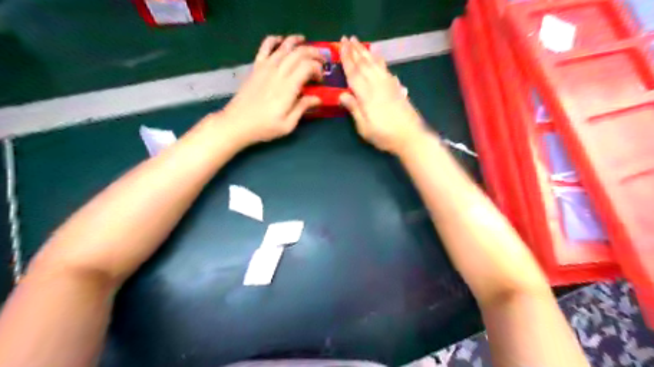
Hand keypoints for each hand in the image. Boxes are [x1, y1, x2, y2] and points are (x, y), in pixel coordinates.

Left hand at [218, 36, 322, 145]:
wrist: (237, 123)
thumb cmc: (264, 127)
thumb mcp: (288, 124)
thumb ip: (303, 108)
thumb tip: (318, 98)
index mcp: (288, 87)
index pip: (308, 66)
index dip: (318, 69)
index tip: (320, 80)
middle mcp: (278, 72)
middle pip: (299, 53)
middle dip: (314, 54)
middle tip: (321, 62)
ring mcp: (266, 67)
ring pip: (285, 46)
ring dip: (299, 42)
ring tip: (307, 44)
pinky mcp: (256, 67)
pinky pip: (266, 46)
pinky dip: (275, 40)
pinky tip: (281, 41)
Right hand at [340, 36, 427, 153]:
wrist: (411, 136)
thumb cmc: (384, 135)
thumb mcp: (364, 127)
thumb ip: (354, 109)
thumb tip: (341, 94)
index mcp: (366, 95)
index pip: (353, 73)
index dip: (346, 59)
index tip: (340, 46)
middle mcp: (377, 85)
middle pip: (364, 64)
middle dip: (354, 50)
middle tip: (347, 38)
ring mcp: (388, 85)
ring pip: (375, 63)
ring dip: (366, 52)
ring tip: (358, 43)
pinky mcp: (396, 87)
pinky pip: (385, 69)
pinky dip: (379, 60)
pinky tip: (378, 57)